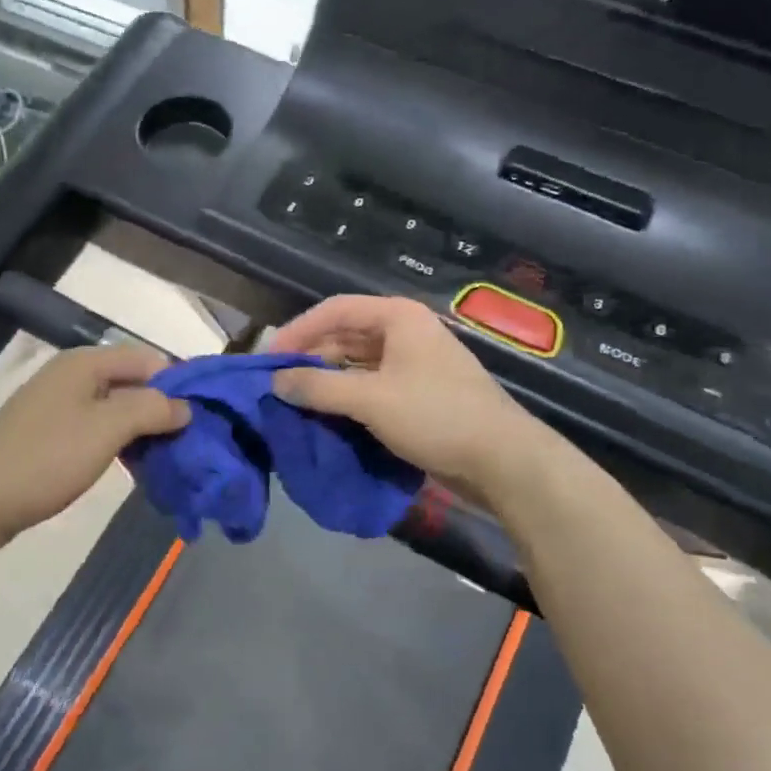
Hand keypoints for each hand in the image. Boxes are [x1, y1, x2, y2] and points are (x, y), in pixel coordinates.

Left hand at [0, 343, 189, 547]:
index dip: (176, 383)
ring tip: (165, 456)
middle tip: (186, 441)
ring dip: (140, 428)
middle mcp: (70, 375)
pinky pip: (94, 427)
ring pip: (113, 407)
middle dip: (160, 408)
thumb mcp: (108, 429)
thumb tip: (185, 406)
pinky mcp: (47, 433)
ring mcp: (55, 404)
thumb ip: (151, 409)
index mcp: (84, 363)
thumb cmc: (48, 458)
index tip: (200, 417)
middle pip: (130, 381)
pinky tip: (131, 465)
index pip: (146, 358)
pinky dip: (117, 441)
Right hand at [267, 295, 553, 505]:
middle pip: (343, 336)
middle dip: (309, 358)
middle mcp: (404, 333)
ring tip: (293, 402)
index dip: (297, 331)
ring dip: (325, 380)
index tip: (268, 359)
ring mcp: (413, 364)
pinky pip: (369, 386)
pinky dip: (345, 398)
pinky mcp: (417, 393)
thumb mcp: (370, 400)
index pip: (333, 310)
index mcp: (397, 318)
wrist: (502, 460)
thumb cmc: (436, 416)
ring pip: (355, 364)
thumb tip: (275, 382)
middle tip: (275, 384)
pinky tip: (324, 416)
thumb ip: (318, 388)